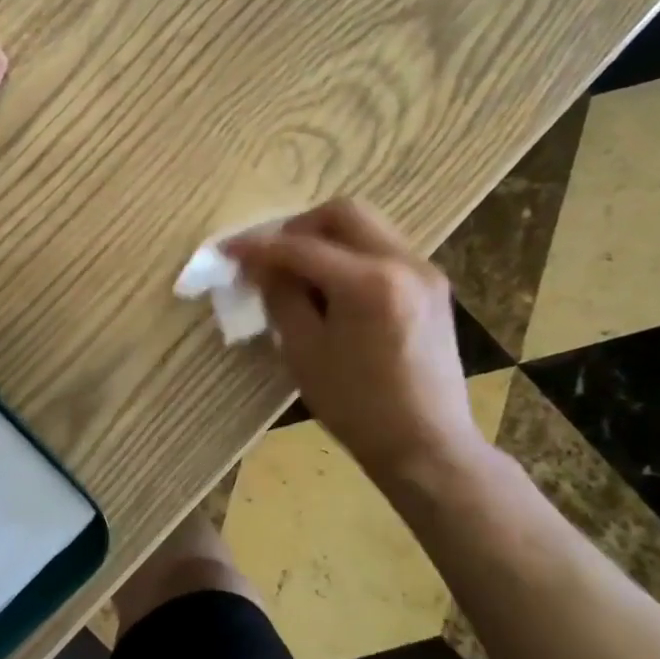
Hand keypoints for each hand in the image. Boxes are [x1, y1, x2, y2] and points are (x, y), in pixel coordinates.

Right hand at [226, 200, 490, 489]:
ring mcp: (424, 272)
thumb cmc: (357, 406)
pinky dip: (350, 255)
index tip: (227, 252)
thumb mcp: (303, 352)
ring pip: (367, 227)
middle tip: (271, 256)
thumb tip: (264, 267)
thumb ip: (280, 297)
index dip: (257, 246)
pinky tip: (331, 288)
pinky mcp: (432, 288)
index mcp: (368, 282)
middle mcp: (403, 263)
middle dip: (298, 227)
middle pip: (343, 213)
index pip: (300, 247)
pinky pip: (382, 250)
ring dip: (326, 239)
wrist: (427, 446)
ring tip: (298, 273)